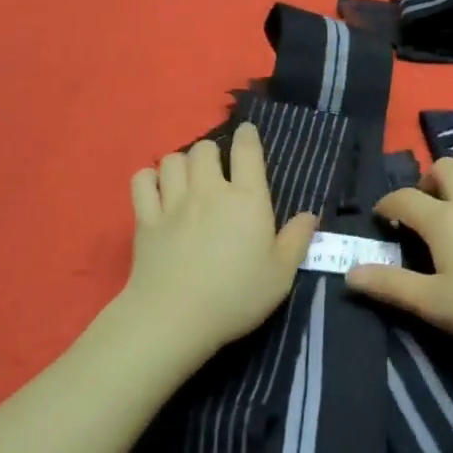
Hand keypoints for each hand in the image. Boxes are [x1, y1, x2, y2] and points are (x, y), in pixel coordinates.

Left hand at [125, 122, 317, 358]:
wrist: (175, 318)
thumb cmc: (236, 296)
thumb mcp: (281, 274)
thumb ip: (297, 240)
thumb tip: (310, 215)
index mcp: (247, 199)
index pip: (247, 150)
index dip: (247, 136)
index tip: (247, 133)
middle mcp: (209, 190)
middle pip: (204, 149)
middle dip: (211, 152)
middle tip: (215, 170)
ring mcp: (173, 202)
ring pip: (172, 159)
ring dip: (181, 164)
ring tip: (186, 179)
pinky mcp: (145, 219)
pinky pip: (141, 181)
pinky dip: (148, 179)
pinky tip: (155, 190)